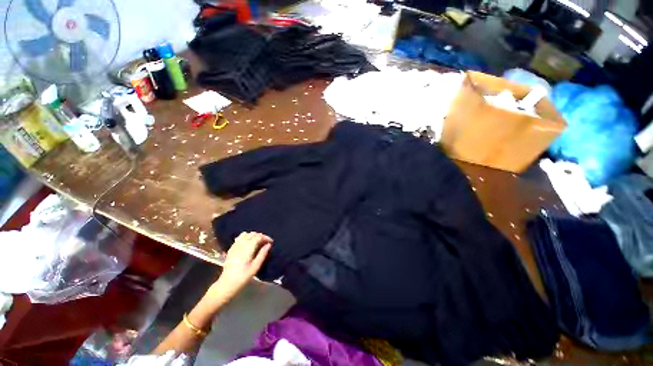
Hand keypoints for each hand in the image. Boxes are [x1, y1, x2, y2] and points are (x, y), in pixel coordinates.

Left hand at [205, 232, 272, 305]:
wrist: (227, 283)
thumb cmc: (243, 276)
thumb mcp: (256, 266)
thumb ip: (262, 254)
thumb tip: (269, 244)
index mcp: (248, 248)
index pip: (258, 237)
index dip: (266, 237)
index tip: (271, 242)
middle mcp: (241, 244)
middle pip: (252, 234)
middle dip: (261, 236)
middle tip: (266, 242)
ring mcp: (235, 246)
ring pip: (246, 234)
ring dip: (253, 236)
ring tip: (258, 241)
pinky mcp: (231, 248)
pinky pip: (239, 238)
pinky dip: (245, 237)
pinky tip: (248, 243)